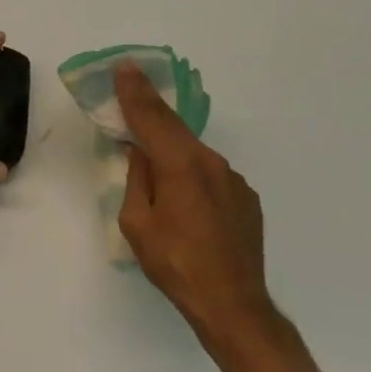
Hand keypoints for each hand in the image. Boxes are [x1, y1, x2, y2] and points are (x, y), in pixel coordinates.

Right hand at [115, 61, 276, 341]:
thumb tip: (142, 154)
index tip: (124, 66)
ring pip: (194, 156)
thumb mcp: (137, 223)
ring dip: (174, 156)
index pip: (152, 117)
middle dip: (152, 118)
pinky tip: (188, 207)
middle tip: (131, 102)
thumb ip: (137, 179)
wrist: (233, 306)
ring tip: (160, 181)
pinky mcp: (246, 198)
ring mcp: (234, 180)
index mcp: (181, 164)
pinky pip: (211, 177)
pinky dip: (194, 179)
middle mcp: (211, 162)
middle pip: (175, 131)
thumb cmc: (175, 264)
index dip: (135, 92)